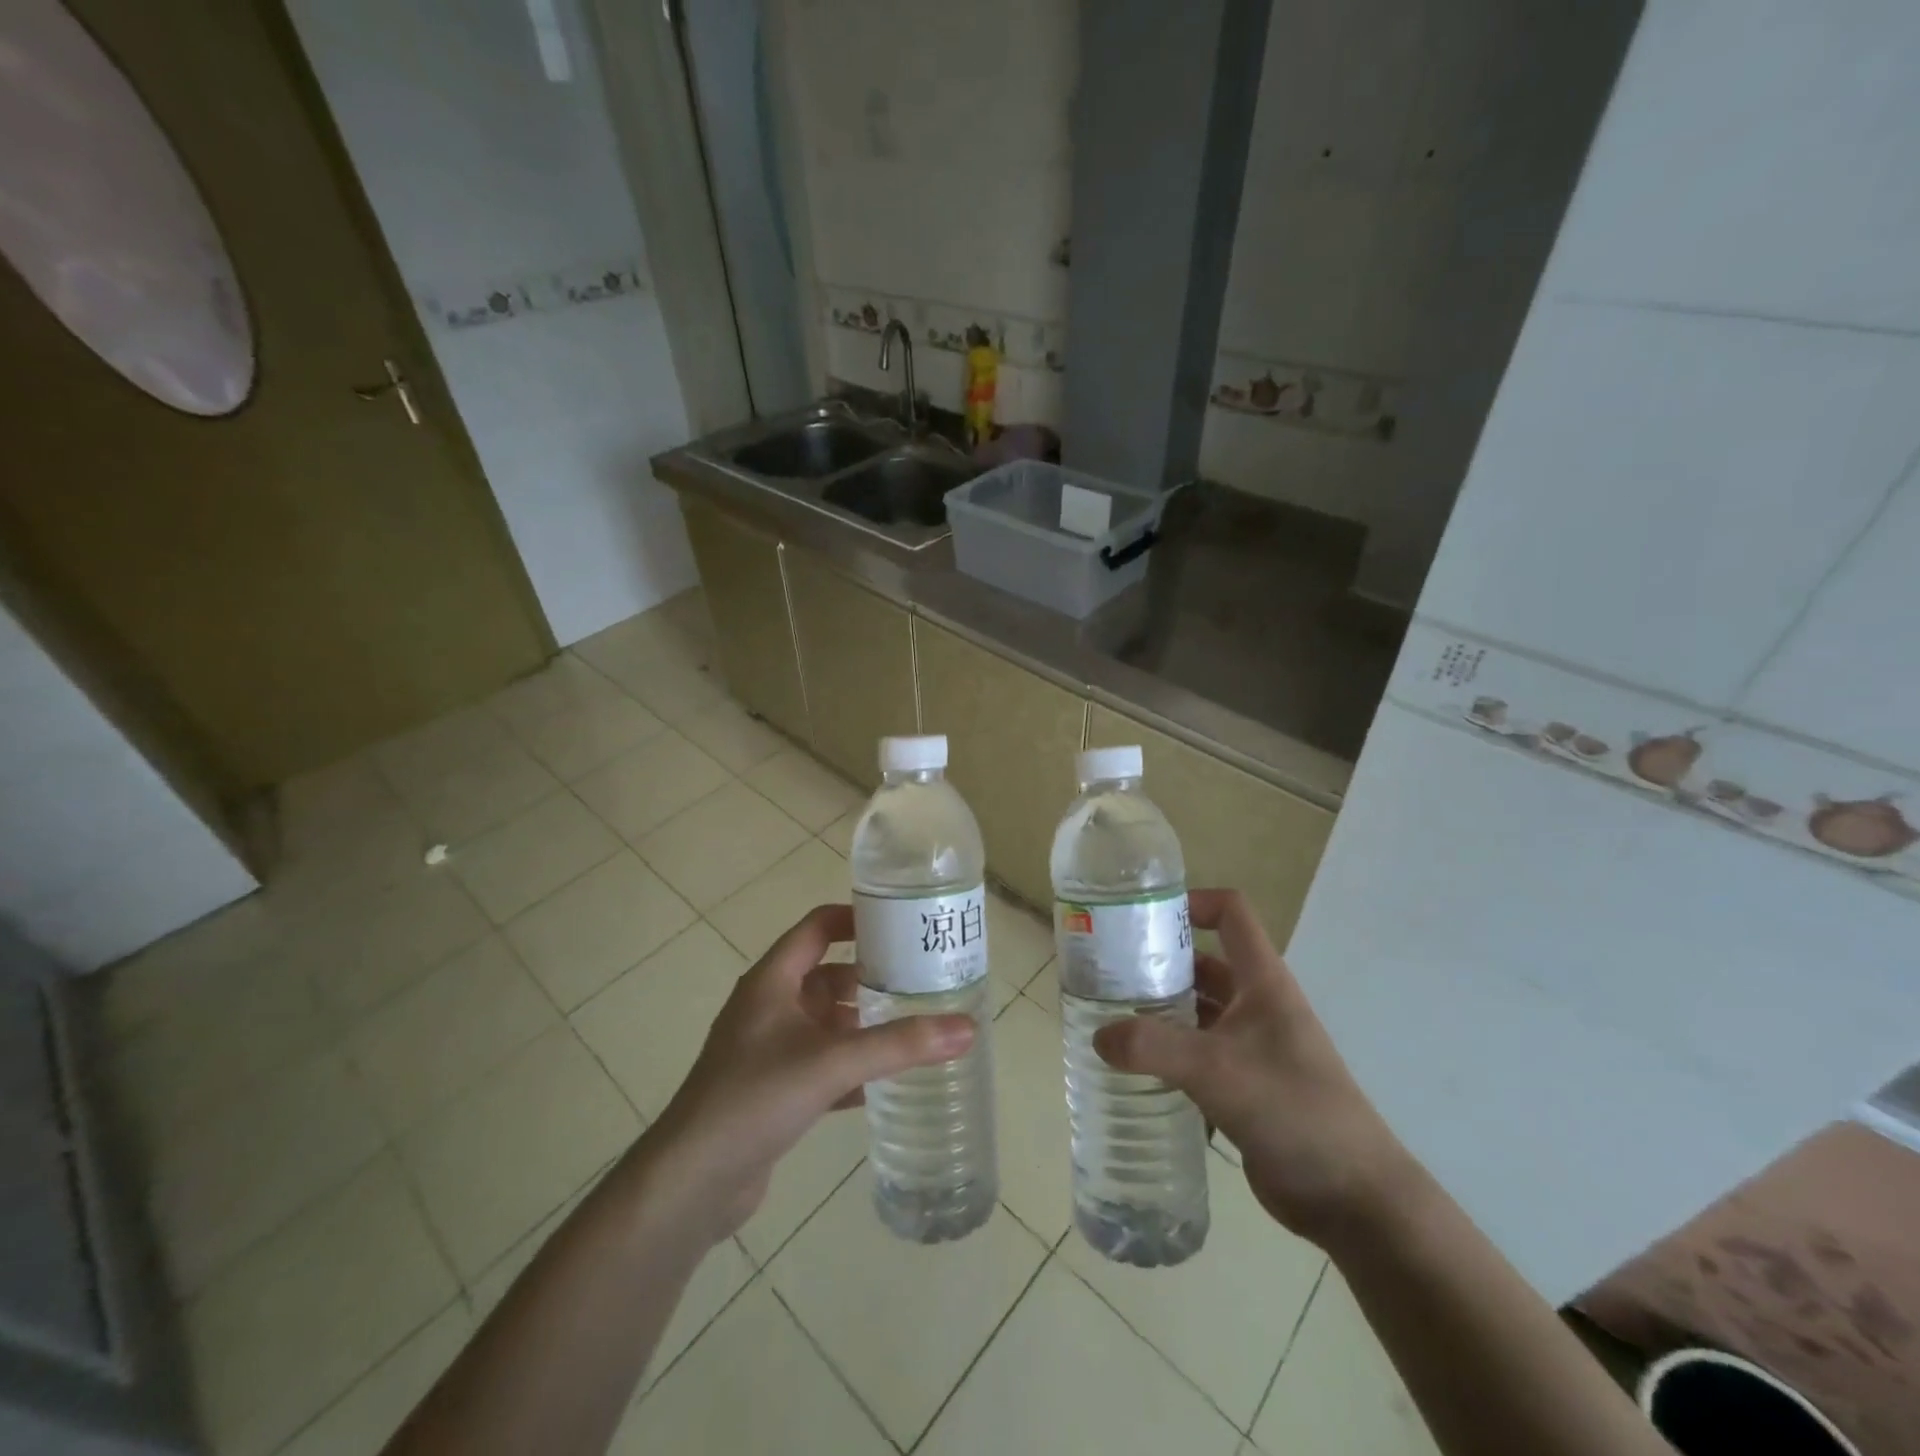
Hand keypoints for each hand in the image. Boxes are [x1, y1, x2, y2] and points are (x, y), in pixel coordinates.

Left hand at [639, 904, 973, 1242]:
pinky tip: (883, 1084)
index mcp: (772, 980)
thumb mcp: (832, 1062)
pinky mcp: (772, 1089)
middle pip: (827, 975)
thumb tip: (967, 1027)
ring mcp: (768, 1049)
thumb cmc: (756, 1098)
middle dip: (870, 978)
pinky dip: (849, 1068)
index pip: (817, 927)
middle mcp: (769, 1006)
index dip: (856, 918)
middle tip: (921, 981)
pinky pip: (820, 1064)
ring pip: (825, 1022)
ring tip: (912, 1028)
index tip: (901, 924)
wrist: (692, 1182)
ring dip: (862, 1024)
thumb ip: (900, 1045)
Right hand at [1092, 889, 1416, 1247]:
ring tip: (1109, 1016)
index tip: (1143, 916)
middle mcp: (1257, 1006)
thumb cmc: (1292, 1110)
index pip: (1230, 914)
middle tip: (1107, 972)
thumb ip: (1153, 1047)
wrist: (1352, 1197)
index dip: (1192, 902)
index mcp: (1262, 982)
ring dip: (1160, 1010)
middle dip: (1159, 963)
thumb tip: (1099, 1036)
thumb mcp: (1217, 1069)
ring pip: (1197, 1011)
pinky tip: (1133, 1066)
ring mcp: (1251, 1047)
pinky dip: (1168, 1053)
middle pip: (1203, 963)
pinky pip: (1197, 1054)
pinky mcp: (1243, 1086)